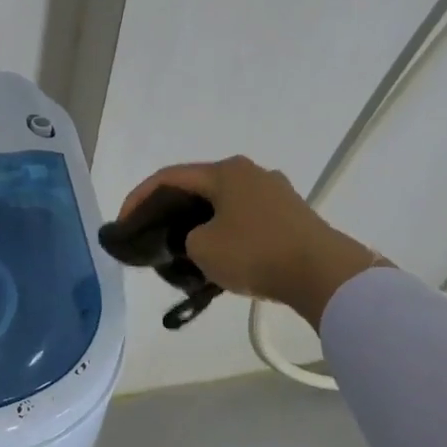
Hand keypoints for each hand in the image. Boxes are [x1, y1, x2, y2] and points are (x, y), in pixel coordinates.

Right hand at [119, 156, 387, 325]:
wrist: (324, 274)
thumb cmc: (255, 253)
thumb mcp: (201, 248)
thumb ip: (184, 239)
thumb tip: (195, 239)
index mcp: (225, 171)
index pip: (168, 177)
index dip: (138, 199)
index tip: (123, 224)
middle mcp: (250, 173)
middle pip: (196, 188)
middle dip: (169, 211)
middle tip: (151, 235)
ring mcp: (275, 192)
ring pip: (221, 204)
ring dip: (197, 224)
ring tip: (182, 250)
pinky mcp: (290, 215)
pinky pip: (244, 219)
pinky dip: (223, 233)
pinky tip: (217, 257)